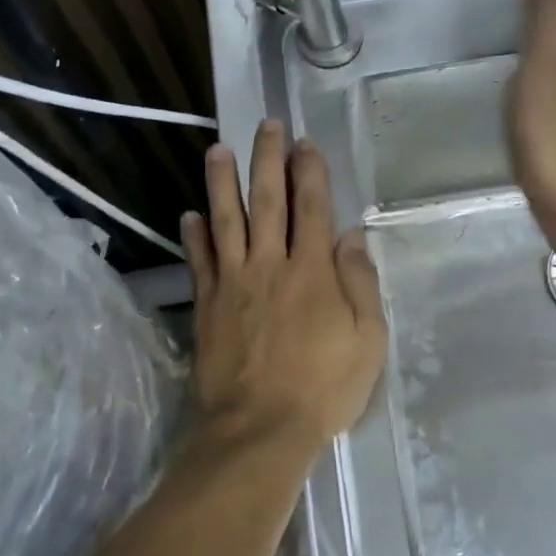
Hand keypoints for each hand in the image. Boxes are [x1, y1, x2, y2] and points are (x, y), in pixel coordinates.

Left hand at [183, 120, 387, 452]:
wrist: (259, 429)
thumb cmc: (323, 389)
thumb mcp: (366, 341)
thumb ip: (360, 285)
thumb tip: (351, 237)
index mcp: (313, 272)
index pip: (312, 209)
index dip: (310, 172)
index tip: (306, 143)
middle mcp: (270, 266)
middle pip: (267, 202)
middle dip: (267, 161)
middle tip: (265, 126)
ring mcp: (233, 284)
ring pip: (225, 222)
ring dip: (221, 184)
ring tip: (217, 151)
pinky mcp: (207, 307)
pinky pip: (199, 262)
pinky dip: (193, 236)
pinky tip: (188, 215)